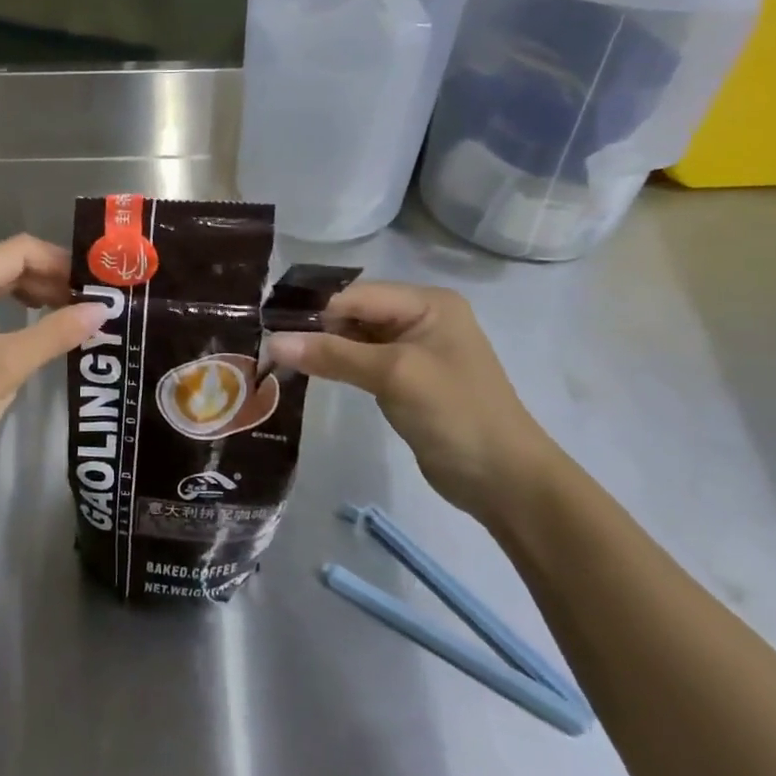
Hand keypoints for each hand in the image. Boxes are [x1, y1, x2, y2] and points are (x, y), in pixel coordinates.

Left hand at [0, 234, 101, 478]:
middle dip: (46, 278)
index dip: (59, 261)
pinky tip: (8, 316)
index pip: (18, 250)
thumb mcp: (9, 365)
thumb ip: (56, 332)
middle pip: (3, 264)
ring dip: (25, 292)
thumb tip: (102, 309)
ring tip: (59, 311)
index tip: (92, 284)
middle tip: (82, 303)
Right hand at [265, 282, 560, 519]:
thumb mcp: (394, 375)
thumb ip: (333, 355)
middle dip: (316, 327)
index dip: (315, 309)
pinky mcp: (407, 379)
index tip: (270, 326)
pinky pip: (363, 361)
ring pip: (355, 338)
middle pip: (355, 312)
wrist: (505, 481)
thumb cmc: (455, 413)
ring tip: (280, 358)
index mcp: (428, 303)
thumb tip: (273, 342)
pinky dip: (338, 365)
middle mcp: (421, 318)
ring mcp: (414, 350)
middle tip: (270, 344)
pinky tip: (310, 373)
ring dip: (324, 348)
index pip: (357, 295)